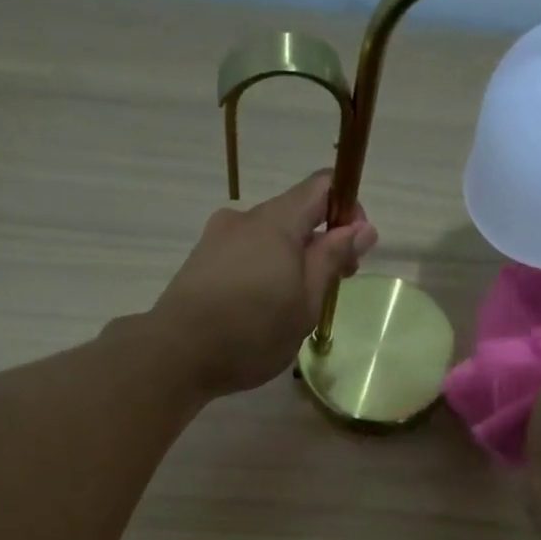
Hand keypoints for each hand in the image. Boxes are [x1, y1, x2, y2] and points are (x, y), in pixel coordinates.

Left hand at [150, 171, 377, 397]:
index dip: (348, 209)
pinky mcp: (201, 261)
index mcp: (277, 221)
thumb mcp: (305, 303)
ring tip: (290, 309)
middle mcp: (245, 218)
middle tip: (327, 291)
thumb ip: (333, 260)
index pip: (322, 186)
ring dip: (290, 262)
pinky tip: (259, 311)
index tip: (354, 251)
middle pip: (295, 214)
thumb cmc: (252, 332)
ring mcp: (218, 237)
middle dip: (320, 244)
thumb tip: (363, 227)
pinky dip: (263, 272)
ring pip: (268, 238)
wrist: (177, 354)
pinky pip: (244, 255)